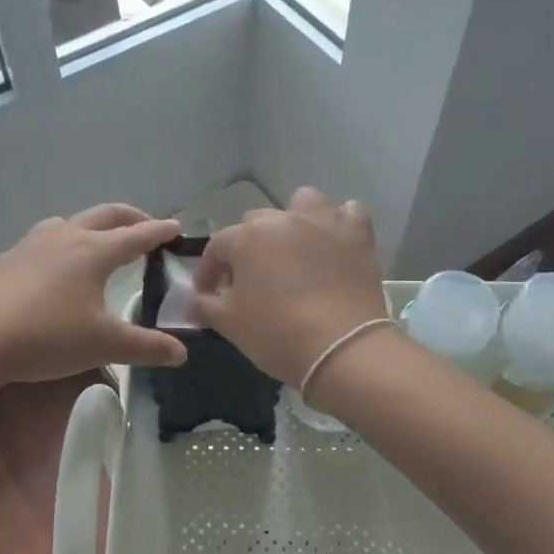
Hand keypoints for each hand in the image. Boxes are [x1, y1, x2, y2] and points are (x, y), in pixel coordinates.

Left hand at [0, 203, 187, 387]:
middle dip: (131, 217)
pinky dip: (66, 240)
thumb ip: (147, 347)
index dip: (160, 231)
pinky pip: (46, 238)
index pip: (137, 235)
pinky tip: (57, 266)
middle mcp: (65, 236)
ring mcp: (32, 243)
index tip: (176, 228)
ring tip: (102, 243)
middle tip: (148, 226)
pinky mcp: (9, 258)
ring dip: (95, 225)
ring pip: (72, 222)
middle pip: (106, 215)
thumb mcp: (104, 345)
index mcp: (94, 251)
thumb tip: (182, 353)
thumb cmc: (47, 337)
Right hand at [190, 187, 387, 387]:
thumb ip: (205, 306)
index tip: (208, 294)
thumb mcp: (229, 324)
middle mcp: (284, 220)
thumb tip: (195, 301)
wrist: (341, 349)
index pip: (218, 247)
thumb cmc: (277, 334)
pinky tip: (334, 244)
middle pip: (257, 223)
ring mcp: (324, 223)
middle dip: (248, 247)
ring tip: (294, 250)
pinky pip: (348, 214)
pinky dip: (339, 223)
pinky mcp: (357, 236)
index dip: (209, 271)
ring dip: (294, 220)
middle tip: (250, 280)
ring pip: (303, 204)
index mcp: (248, 238)